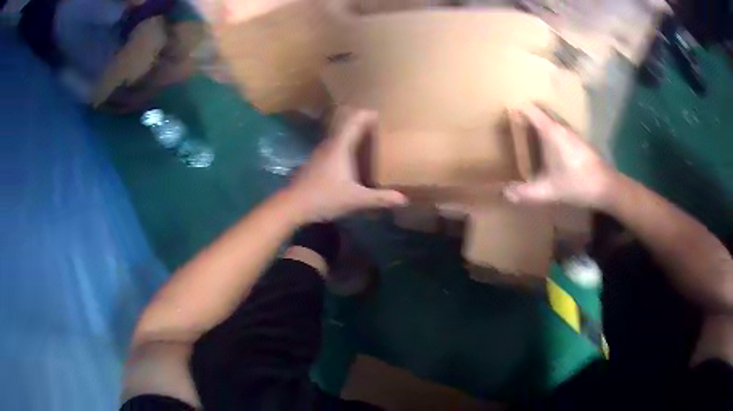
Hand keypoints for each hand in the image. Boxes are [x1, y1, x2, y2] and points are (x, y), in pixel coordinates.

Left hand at [285, 109, 407, 222]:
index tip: (386, 115)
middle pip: (349, 125)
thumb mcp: (355, 199)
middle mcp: (330, 144)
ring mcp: (321, 153)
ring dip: (356, 137)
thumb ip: (380, 198)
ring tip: (374, 144)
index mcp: (340, 145)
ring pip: (341, 137)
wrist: (292, 205)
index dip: (370, 114)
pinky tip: (355, 162)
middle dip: (366, 125)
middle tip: (384, 130)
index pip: (356, 119)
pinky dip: (348, 148)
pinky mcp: (317, 163)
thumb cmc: (324, 197)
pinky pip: (336, 148)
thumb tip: (404, 199)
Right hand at [503, 105, 616, 208]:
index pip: (530, 110)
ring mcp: (572, 132)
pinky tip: (547, 147)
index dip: (517, 109)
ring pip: (551, 120)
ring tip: (526, 133)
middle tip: (512, 123)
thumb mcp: (549, 191)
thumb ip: (526, 192)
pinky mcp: (578, 141)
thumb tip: (504, 193)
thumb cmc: (578, 183)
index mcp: (552, 131)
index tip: (504, 114)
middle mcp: (561, 126)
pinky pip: (559, 128)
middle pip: (540, 112)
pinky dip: (549, 131)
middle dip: (526, 114)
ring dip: (539, 122)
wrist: (607, 187)